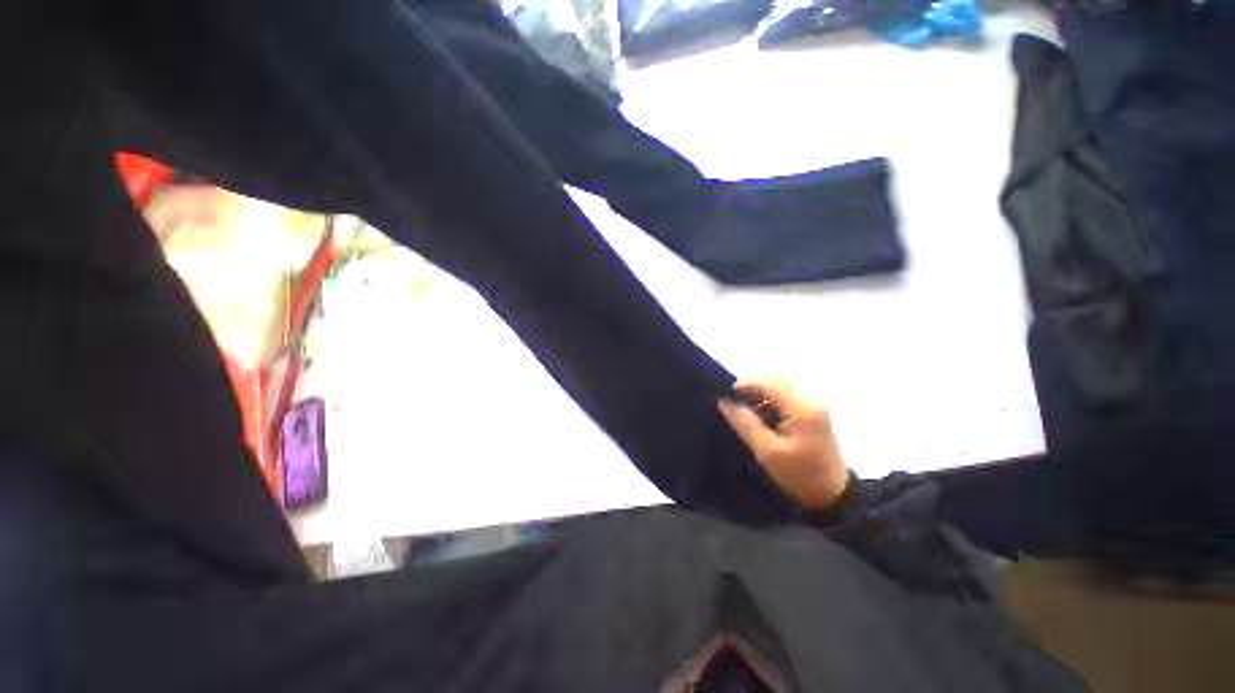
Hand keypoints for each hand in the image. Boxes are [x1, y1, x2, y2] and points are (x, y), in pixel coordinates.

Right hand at [717, 379, 848, 511]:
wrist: (831, 496)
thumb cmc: (798, 475)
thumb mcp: (766, 452)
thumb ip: (744, 423)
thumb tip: (723, 401)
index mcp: (802, 408)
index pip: (768, 383)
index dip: (744, 385)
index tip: (726, 397)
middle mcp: (810, 399)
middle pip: (775, 379)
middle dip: (752, 386)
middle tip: (735, 403)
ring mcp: (814, 404)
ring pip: (780, 385)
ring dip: (760, 392)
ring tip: (746, 410)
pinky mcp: (813, 410)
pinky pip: (786, 394)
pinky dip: (770, 399)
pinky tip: (761, 414)